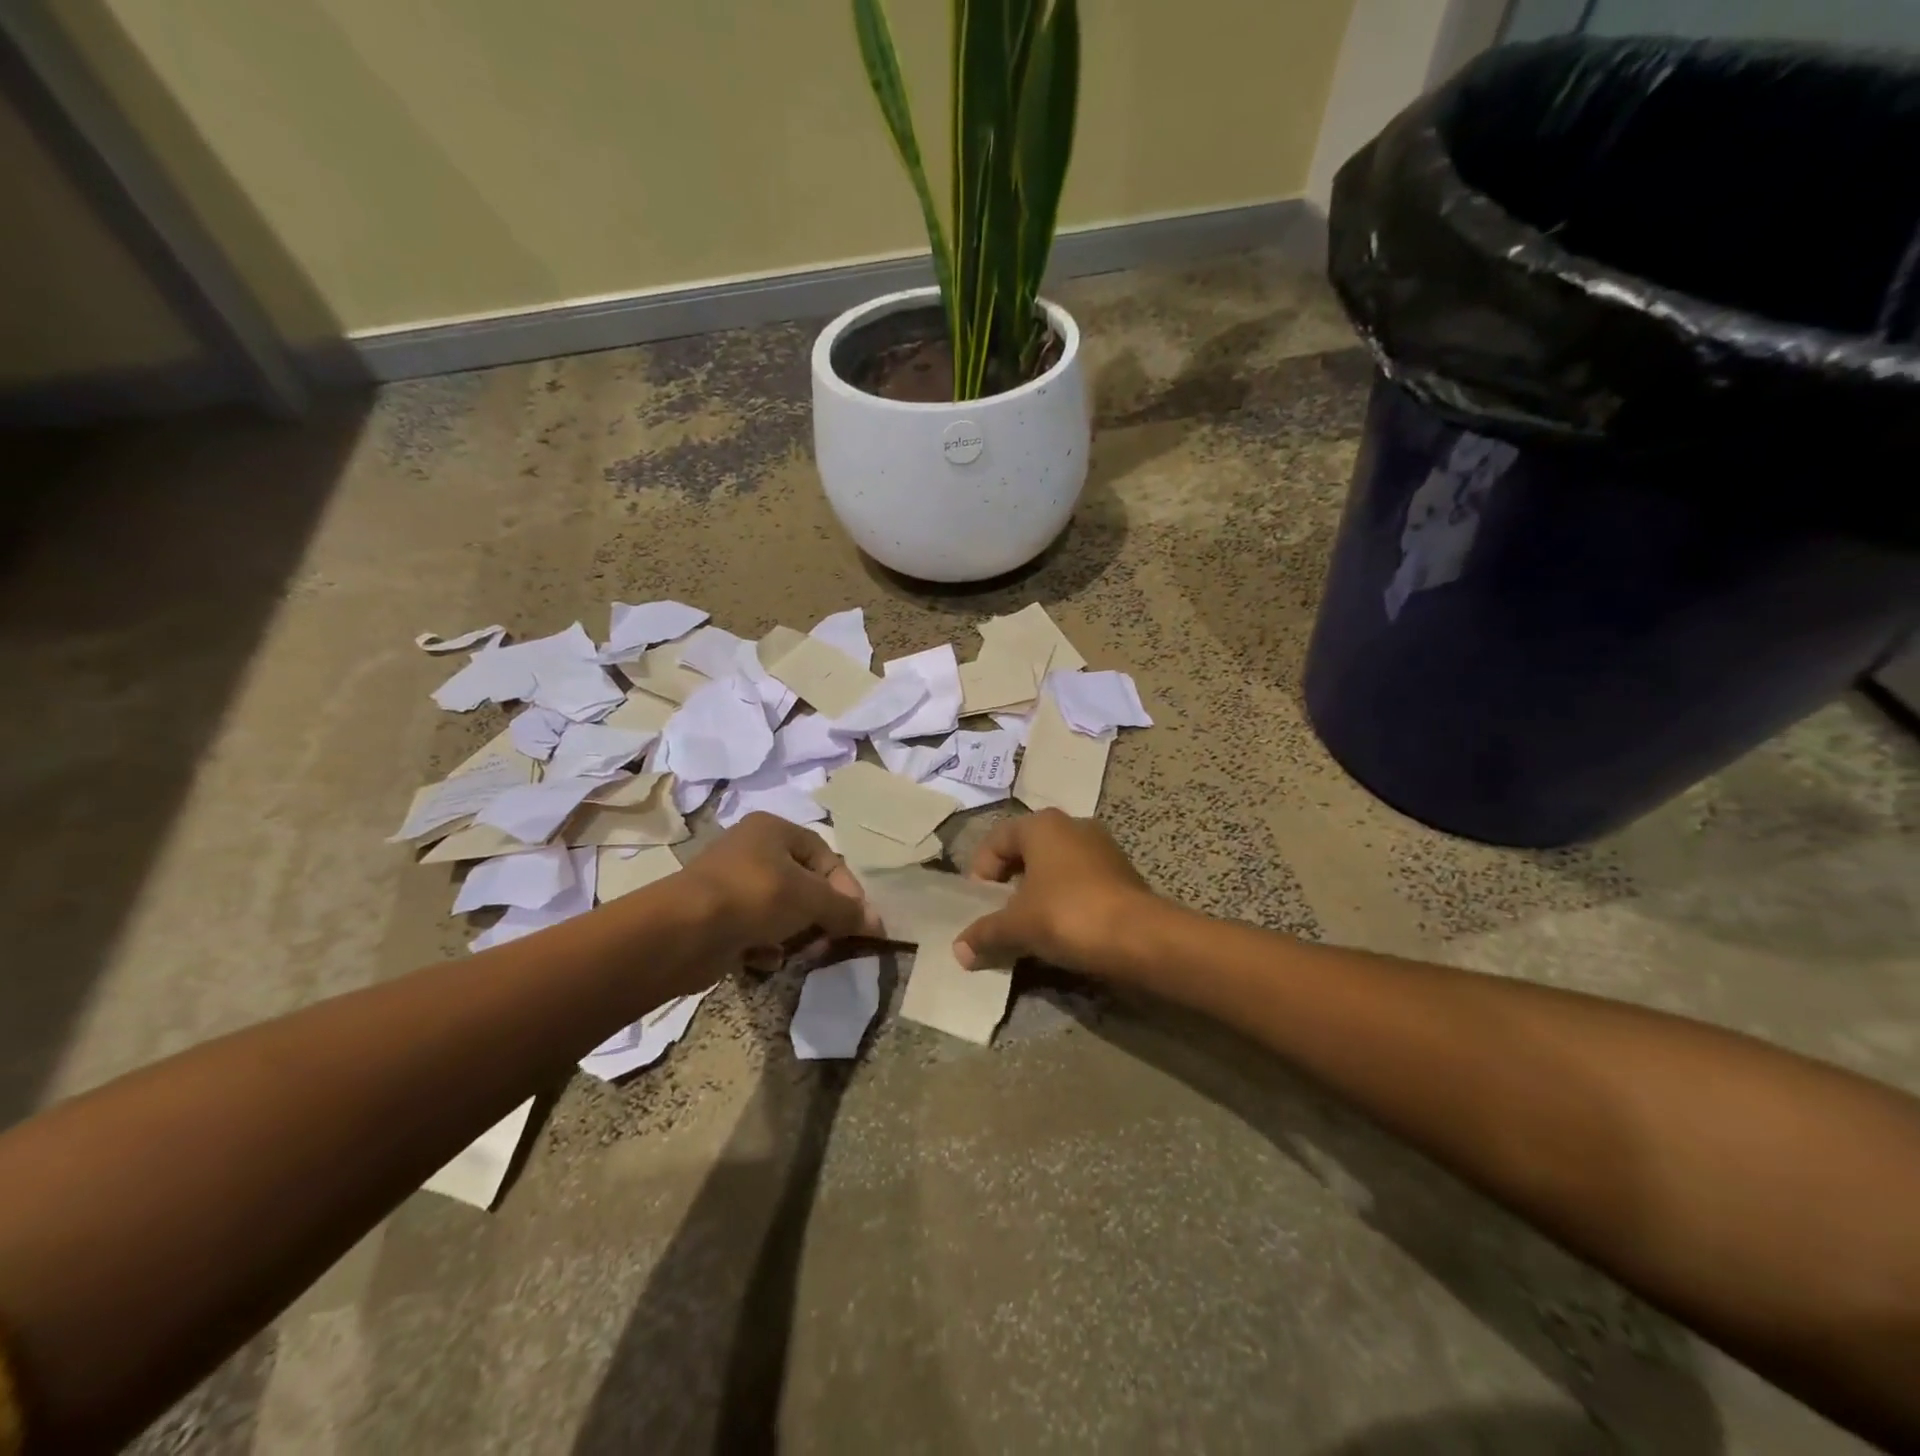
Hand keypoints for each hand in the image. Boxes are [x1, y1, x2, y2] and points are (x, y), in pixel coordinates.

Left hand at [679, 814, 881, 965]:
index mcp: (774, 829)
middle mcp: (752, 850)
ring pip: (781, 910)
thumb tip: (877, 923)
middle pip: (804, 884)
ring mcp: (731, 884)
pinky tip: (766, 959)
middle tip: (831, 941)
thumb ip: (846, 909)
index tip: (859, 921)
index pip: (825, 856)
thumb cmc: (754, 897)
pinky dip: (766, 946)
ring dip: (796, 933)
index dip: (847, 889)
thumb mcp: (811, 898)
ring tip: (799, 953)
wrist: (682, 932)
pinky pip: (755, 930)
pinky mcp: (716, 917)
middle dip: (821, 915)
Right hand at [953, 810, 1158, 975]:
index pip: (996, 840)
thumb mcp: (1017, 926)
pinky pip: (1080, 883)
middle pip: (1027, 852)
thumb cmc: (1067, 915)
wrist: (1140, 938)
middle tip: (1000, 916)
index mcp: (1042, 824)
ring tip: (1029, 928)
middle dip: (1010, 885)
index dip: (981, 872)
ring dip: (1038, 895)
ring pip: (1056, 868)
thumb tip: (959, 950)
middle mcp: (1073, 825)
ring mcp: (1102, 848)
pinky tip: (1062, 932)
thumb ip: (985, 933)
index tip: (978, 905)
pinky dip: (1066, 902)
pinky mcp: (1123, 873)